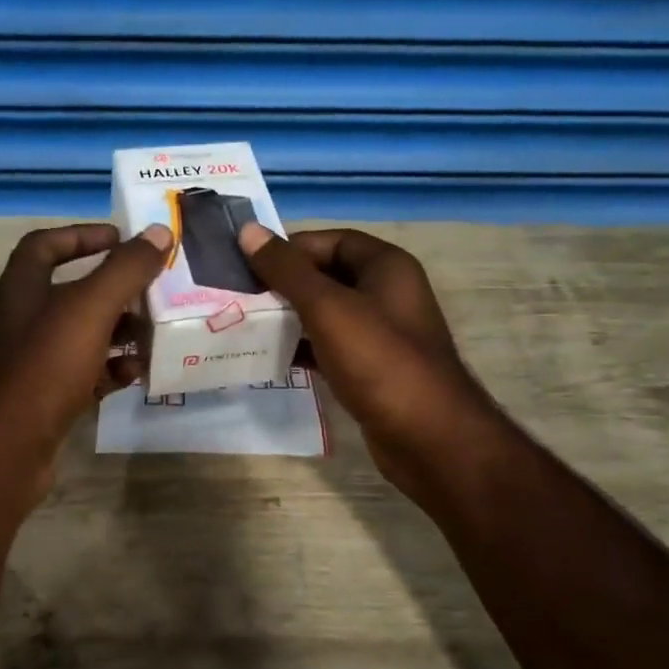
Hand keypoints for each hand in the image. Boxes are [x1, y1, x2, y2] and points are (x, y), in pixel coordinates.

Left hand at [0, 222, 171, 507]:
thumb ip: (125, 269)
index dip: (82, 236)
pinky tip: (136, 375)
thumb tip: (159, 231)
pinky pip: (85, 374)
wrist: (3, 450)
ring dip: (119, 332)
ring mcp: (33, 362)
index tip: (121, 238)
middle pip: (73, 292)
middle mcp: (23, 320)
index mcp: (22, 289)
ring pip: (83, 336)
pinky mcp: (46, 399)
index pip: (46, 245)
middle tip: (154, 292)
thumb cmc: (43, 367)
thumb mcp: (88, 310)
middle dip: (115, 290)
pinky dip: (111, 371)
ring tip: (155, 334)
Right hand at [238, 223, 503, 511]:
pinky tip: (274, 360)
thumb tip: (247, 231)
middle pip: (327, 277)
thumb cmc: (378, 360)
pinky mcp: (373, 370)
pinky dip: (304, 350)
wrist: (426, 436)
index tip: (249, 266)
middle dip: (285, 286)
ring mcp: (382, 334)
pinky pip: (331, 348)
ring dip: (290, 320)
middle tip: (241, 299)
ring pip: (327, 315)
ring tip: (249, 328)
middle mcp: (387, 293)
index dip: (290, 249)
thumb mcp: (327, 308)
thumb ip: (287, 270)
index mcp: (386, 266)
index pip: (330, 241)